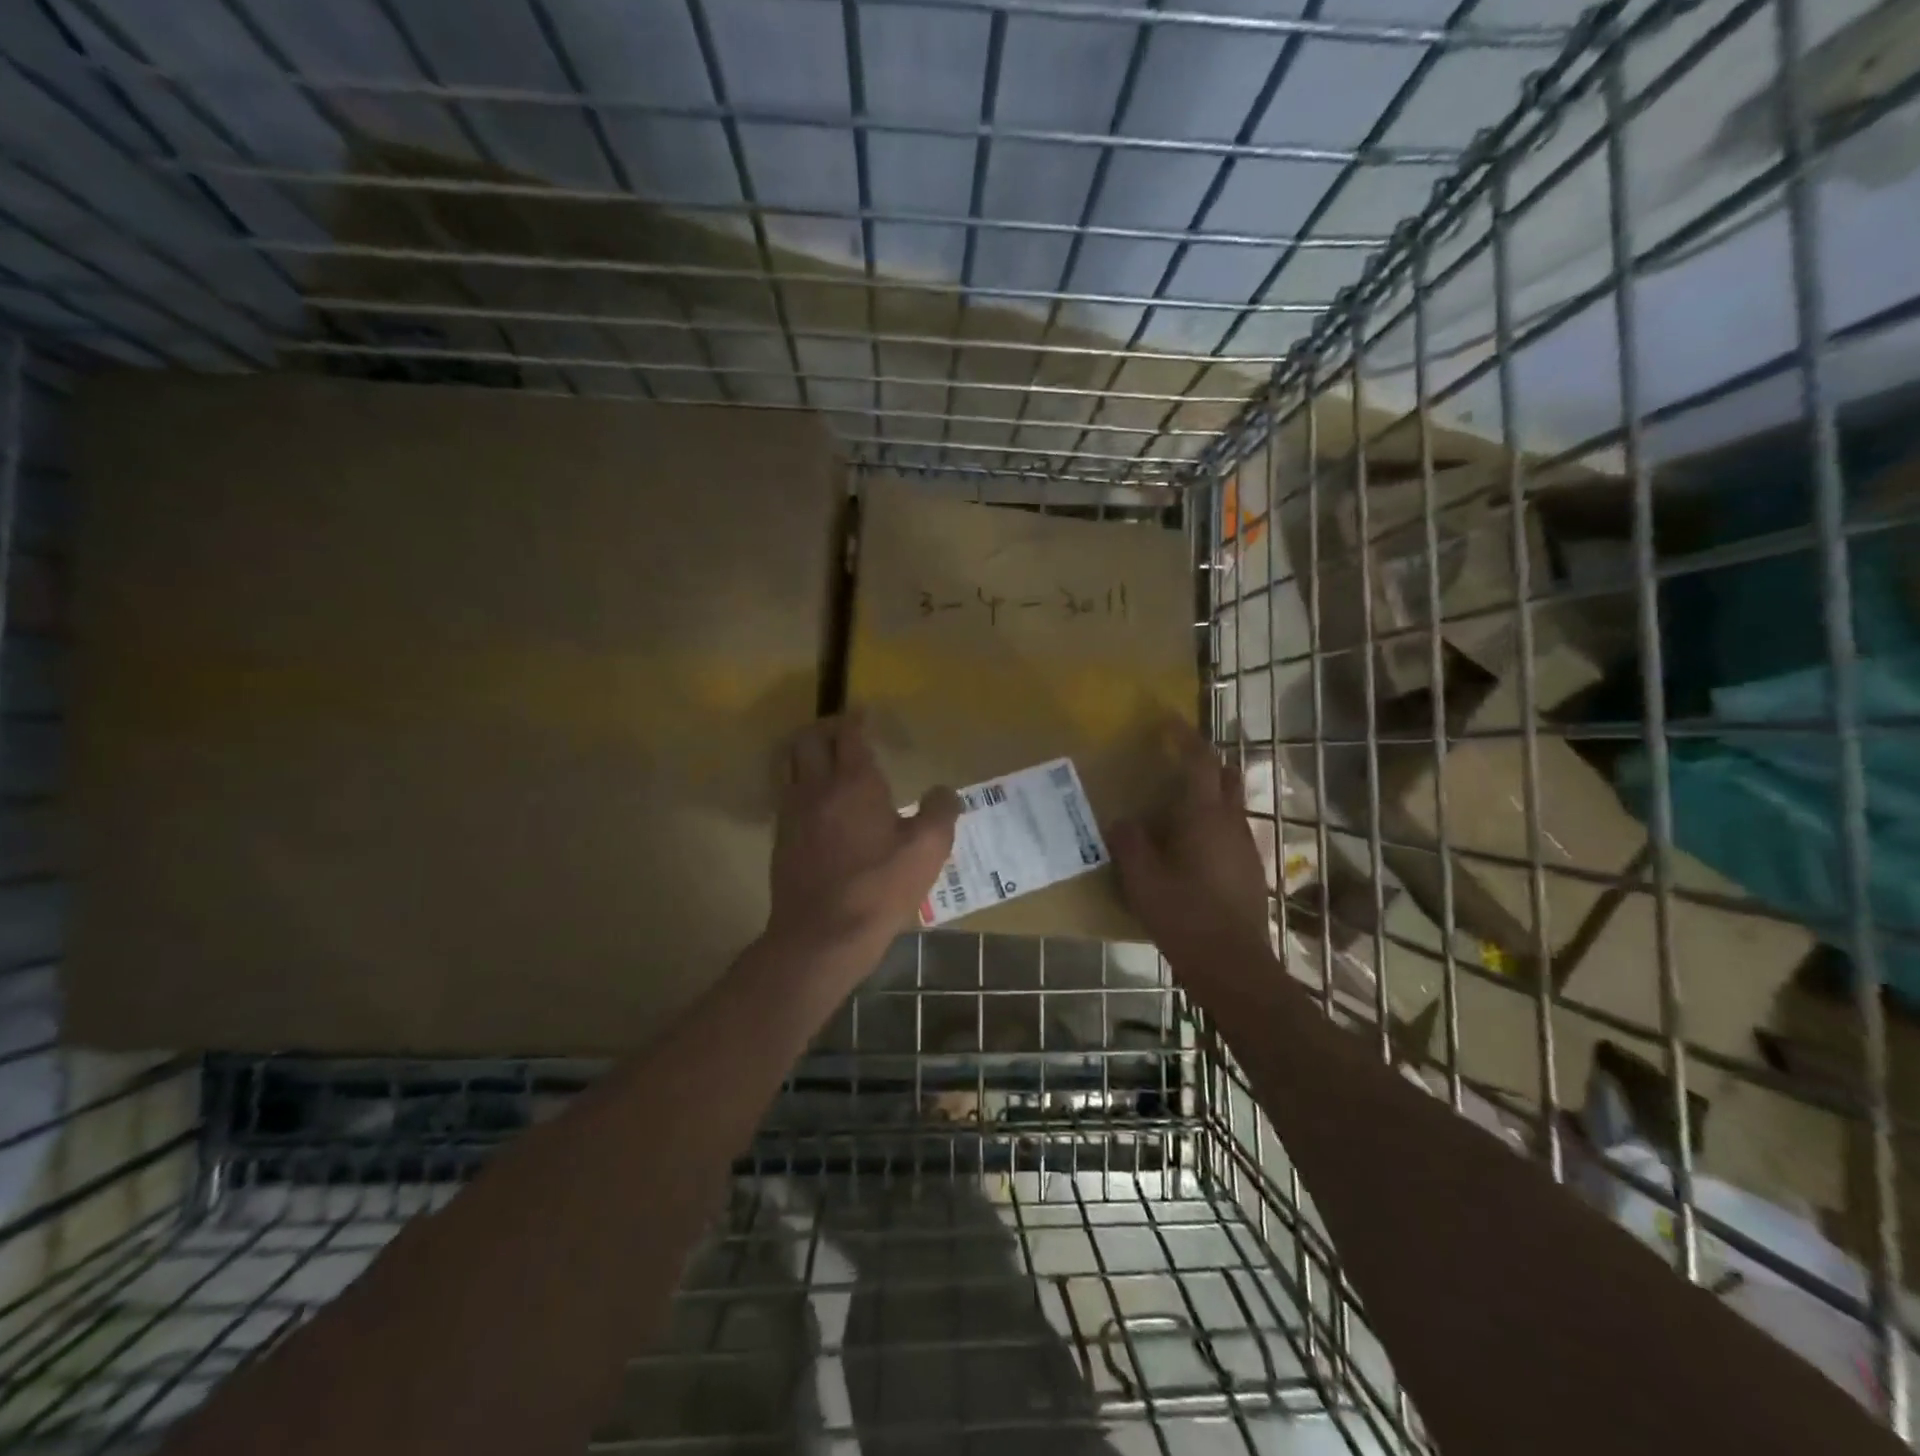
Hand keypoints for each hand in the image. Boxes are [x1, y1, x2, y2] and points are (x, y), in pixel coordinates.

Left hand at [767, 711, 960, 963]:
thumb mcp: (927, 850)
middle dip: (826, 728)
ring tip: (825, 758)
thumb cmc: (879, 888)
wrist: (822, 935)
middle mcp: (817, 787)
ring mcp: (793, 812)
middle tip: (844, 732)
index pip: (849, 734)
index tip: (865, 714)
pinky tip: (817, 801)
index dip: (856, 720)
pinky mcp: (781, 838)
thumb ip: (940, 812)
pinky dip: (799, 781)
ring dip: (806, 751)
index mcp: (854, 782)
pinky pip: (786, 792)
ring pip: (790, 763)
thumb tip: (944, 791)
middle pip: (809, 739)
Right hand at [1109, 723, 1272, 972]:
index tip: (1168, 721)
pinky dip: (1212, 821)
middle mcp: (1231, 823)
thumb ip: (1129, 843)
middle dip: (1204, 760)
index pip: (1200, 762)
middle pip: (1225, 776)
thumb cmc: (1184, 916)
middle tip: (1175, 760)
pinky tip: (1190, 846)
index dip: (1185, 737)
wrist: (1233, 965)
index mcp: (1205, 817)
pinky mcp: (1250, 869)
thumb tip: (1122, 821)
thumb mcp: (1142, 880)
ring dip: (1208, 793)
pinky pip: (1231, 829)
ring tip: (1176, 805)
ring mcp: (1246, 846)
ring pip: (1231, 804)